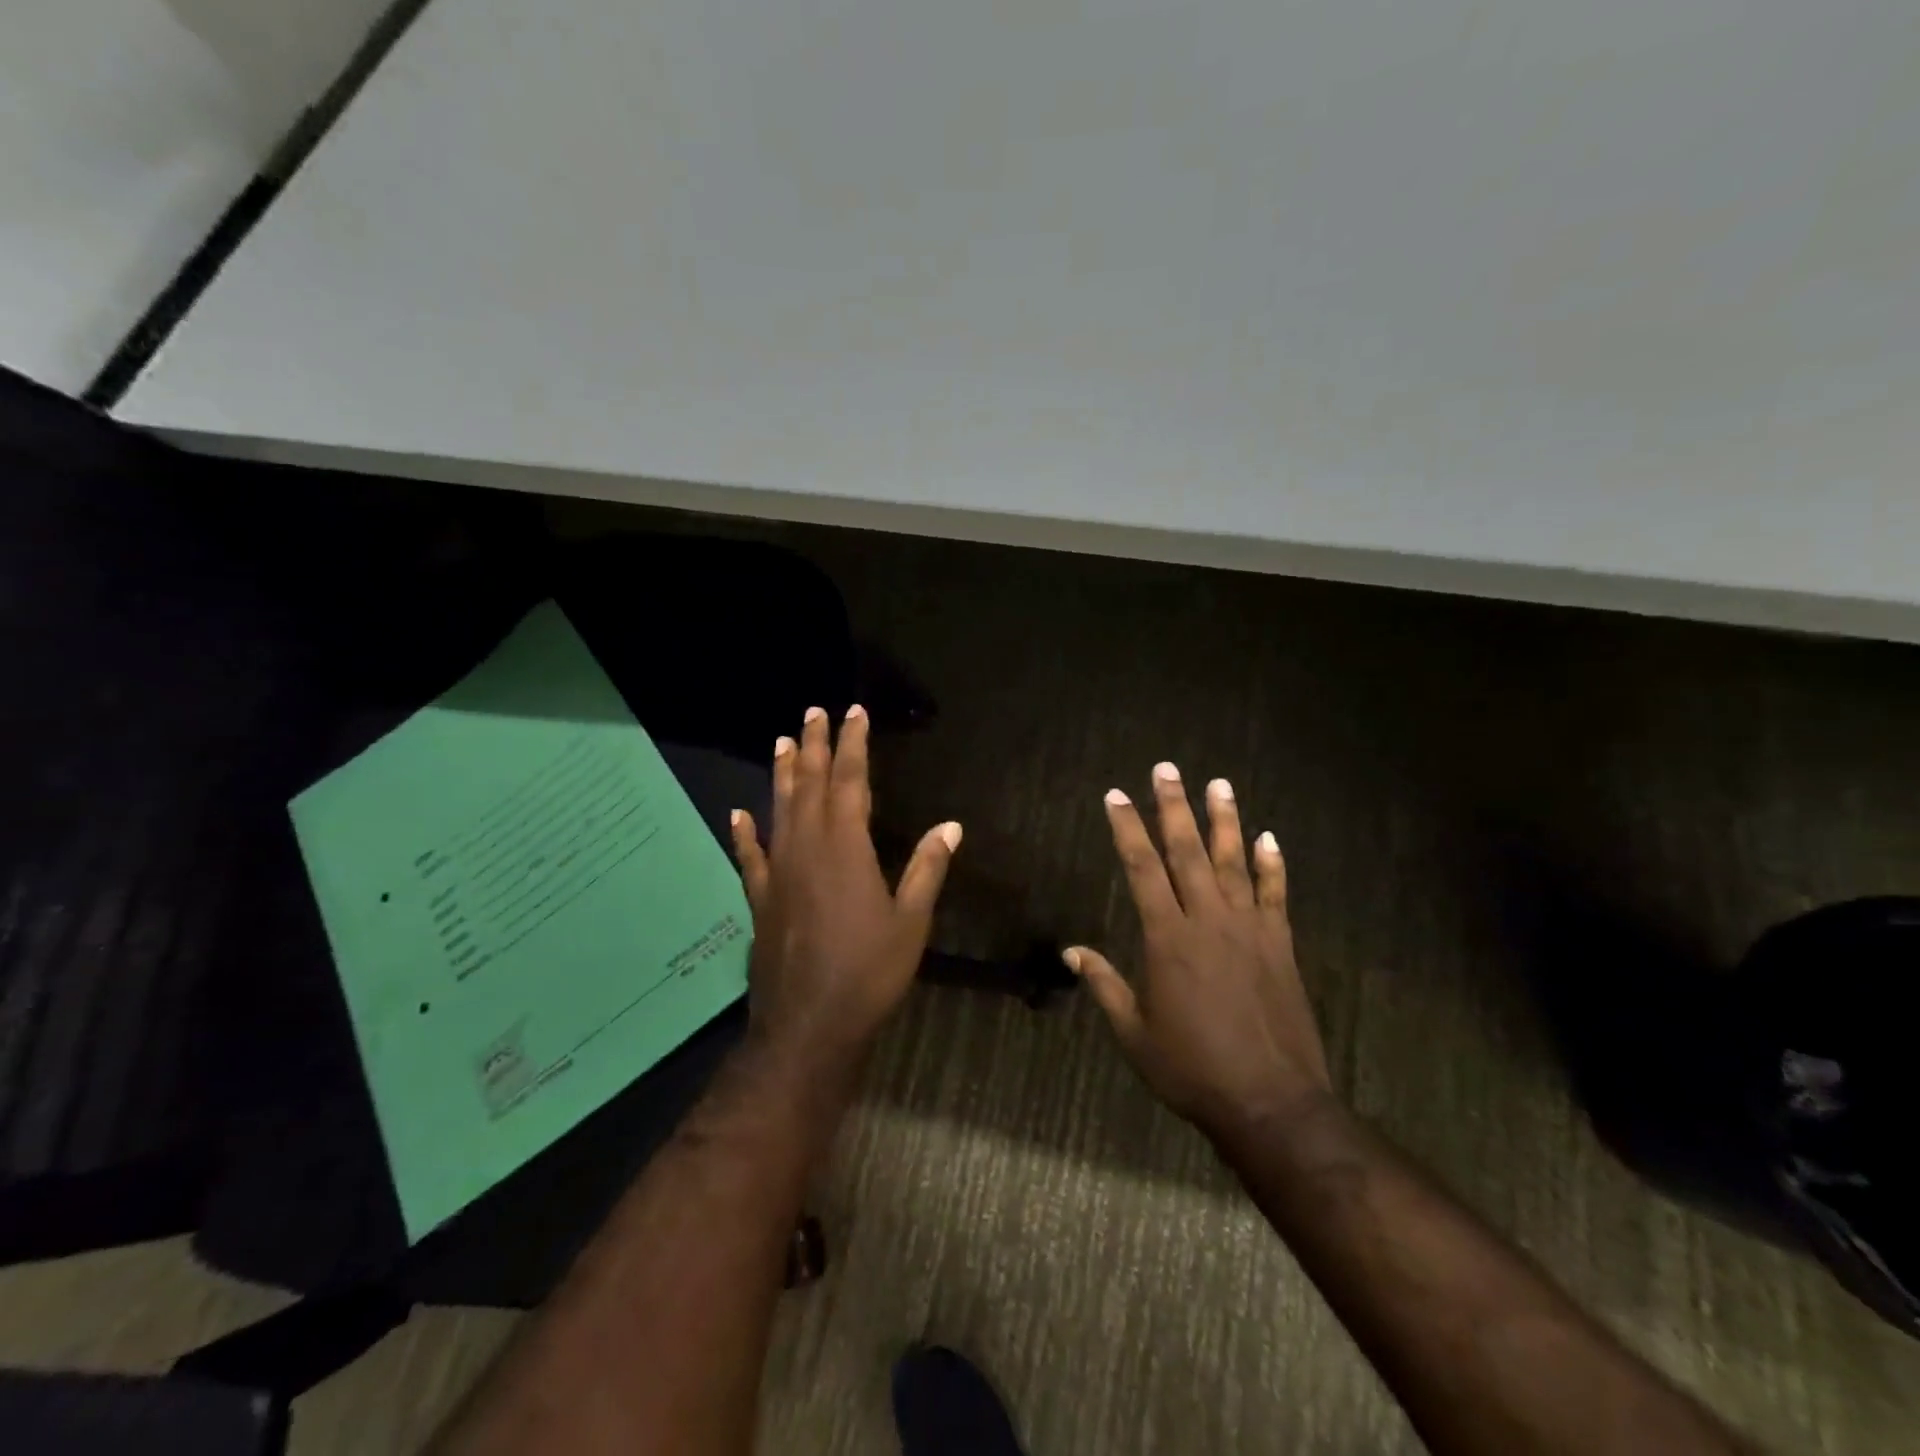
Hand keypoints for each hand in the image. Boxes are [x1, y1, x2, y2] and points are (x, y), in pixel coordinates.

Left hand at [730, 704, 960, 1072]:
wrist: (808, 1026)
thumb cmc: (869, 972)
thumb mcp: (911, 921)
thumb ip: (926, 869)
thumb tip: (950, 825)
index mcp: (846, 847)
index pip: (850, 781)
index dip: (853, 745)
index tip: (854, 713)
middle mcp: (807, 848)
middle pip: (809, 784)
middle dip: (814, 746)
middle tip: (813, 713)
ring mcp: (778, 872)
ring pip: (779, 810)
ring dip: (782, 774)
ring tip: (781, 742)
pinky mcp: (761, 899)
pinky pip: (751, 856)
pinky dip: (744, 832)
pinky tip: (738, 814)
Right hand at [1067, 763, 1332, 1143]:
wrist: (1271, 1102)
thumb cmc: (1192, 1069)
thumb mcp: (1135, 1034)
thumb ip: (1105, 985)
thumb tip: (1071, 951)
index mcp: (1168, 938)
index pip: (1142, 869)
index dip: (1127, 829)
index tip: (1116, 795)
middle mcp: (1208, 921)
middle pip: (1188, 852)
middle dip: (1174, 807)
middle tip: (1166, 769)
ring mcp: (1249, 929)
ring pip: (1233, 862)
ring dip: (1225, 821)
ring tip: (1218, 784)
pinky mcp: (1280, 944)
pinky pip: (1275, 894)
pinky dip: (1272, 865)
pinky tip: (1269, 838)